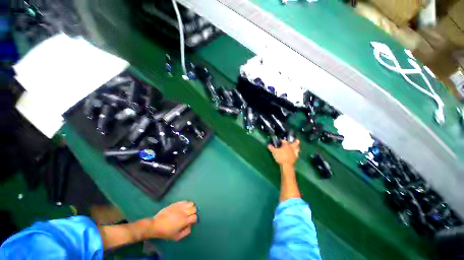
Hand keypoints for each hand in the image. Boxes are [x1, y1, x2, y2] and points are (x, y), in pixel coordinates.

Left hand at [147, 201, 197, 240]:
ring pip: (191, 203)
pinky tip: (183, 207)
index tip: (191, 221)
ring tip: (187, 210)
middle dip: (193, 212)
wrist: (156, 225)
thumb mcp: (176, 237)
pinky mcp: (176, 203)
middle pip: (194, 208)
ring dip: (190, 206)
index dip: (194, 219)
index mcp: (185, 221)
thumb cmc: (166, 232)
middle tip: (189, 215)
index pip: (195, 217)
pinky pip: (185, 201)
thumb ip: (186, 232)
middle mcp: (184, 212)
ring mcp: (180, 207)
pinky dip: (186, 203)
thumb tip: (190, 226)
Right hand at [268, 139, 299, 166]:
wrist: (286, 165)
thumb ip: (271, 148)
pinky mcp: (295, 157)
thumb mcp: (274, 152)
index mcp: (286, 145)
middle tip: (296, 139)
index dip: (281, 140)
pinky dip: (297, 152)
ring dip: (297, 146)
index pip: (284, 141)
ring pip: (297, 148)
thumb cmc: (280, 157)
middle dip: (295, 141)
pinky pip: (297, 154)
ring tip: (297, 146)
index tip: (280, 141)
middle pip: (295, 143)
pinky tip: (296, 153)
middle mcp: (291, 148)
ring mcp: (294, 152)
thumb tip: (268, 145)